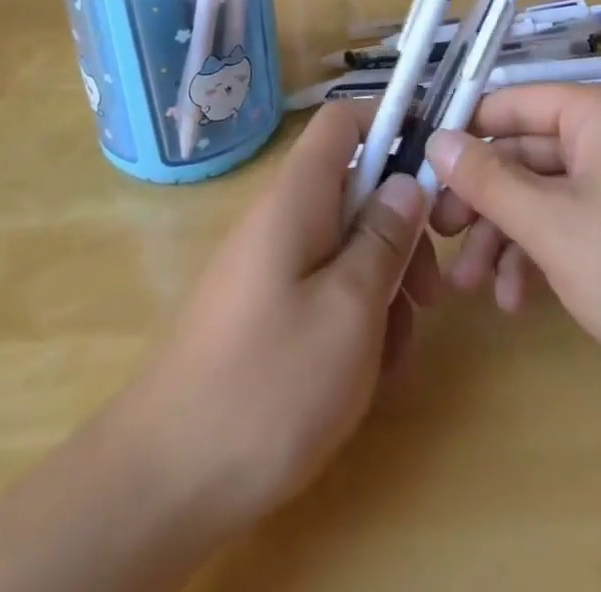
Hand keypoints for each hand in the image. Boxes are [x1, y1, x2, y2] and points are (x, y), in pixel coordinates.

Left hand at [110, 102, 438, 539]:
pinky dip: (352, 320)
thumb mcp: (350, 309)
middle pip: (355, 191)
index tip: (434, 171)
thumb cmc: (270, 385)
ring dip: (382, 290)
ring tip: (389, 357)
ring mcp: (269, 265)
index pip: (344, 121)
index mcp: (297, 196)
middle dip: (400, 235)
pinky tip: (360, 377)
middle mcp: (280, 217)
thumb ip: (384, 237)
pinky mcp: (265, 309)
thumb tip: (406, 180)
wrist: (166, 480)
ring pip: (346, 247)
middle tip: (428, 297)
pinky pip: (322, 289)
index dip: (391, 125)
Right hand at [426, 84, 600, 407]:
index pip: (512, 103)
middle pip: (524, 153)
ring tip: (471, 286)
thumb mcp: (552, 225)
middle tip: (440, 237)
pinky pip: (568, 225)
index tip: (419, 170)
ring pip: (542, 194)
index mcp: (600, 112)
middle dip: (482, 200)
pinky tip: (515, 299)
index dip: (464, 134)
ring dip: (504, 237)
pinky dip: (538, 256)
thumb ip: (487, 179)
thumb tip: (435, 141)